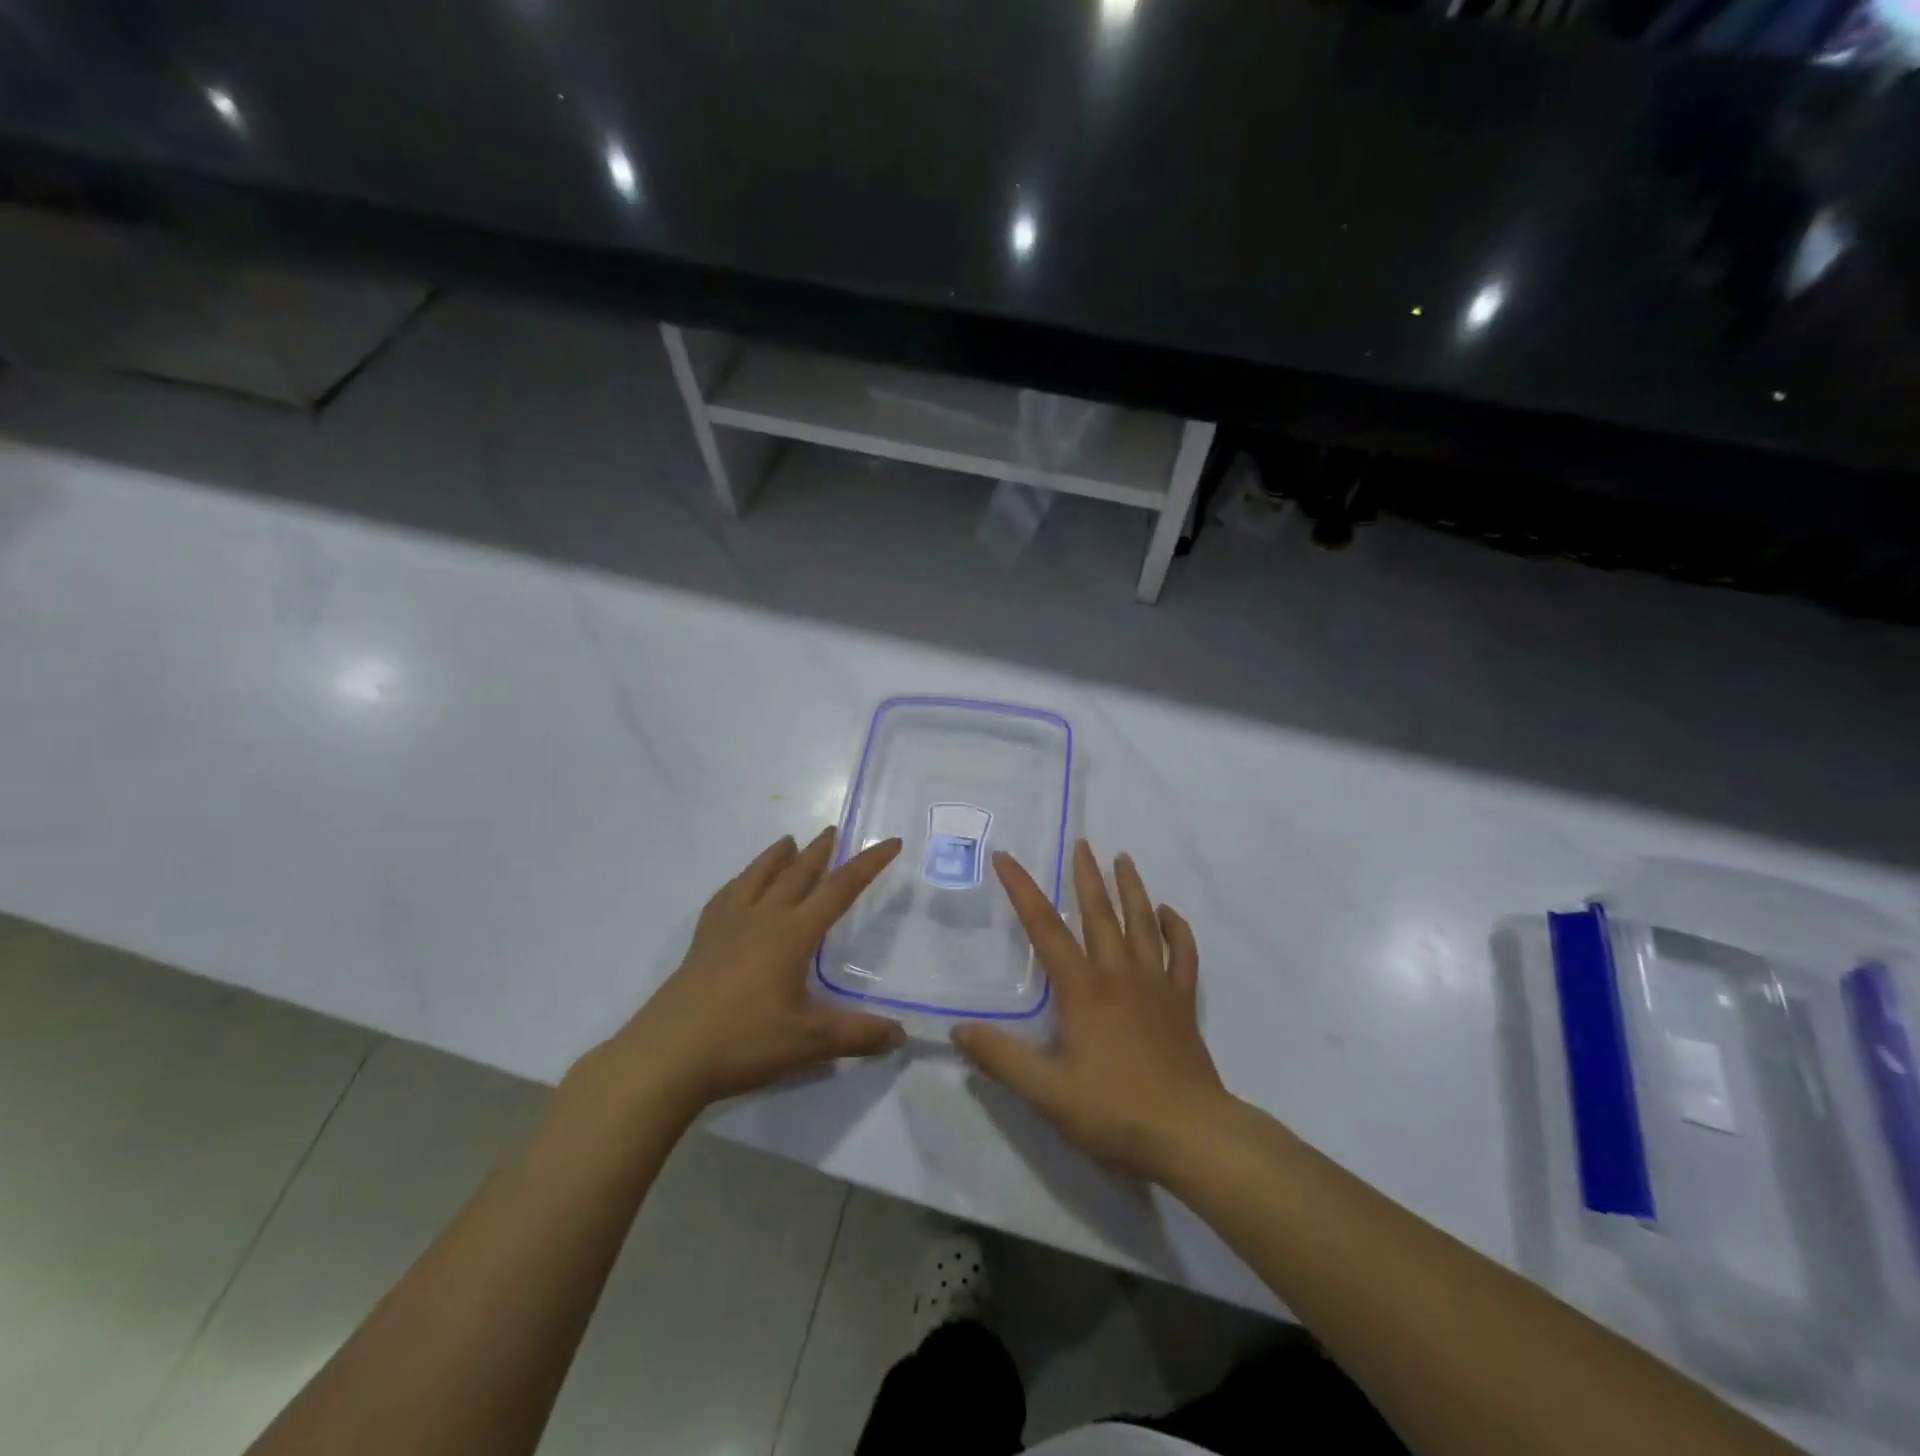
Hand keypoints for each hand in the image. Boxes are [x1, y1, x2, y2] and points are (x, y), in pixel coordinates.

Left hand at [589, 829, 904, 1118]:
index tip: (890, 841)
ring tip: (789, 841)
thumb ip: (858, 1035)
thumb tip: (900, 1035)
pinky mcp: (702, 941)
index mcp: (793, 934)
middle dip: (820, 851)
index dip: (868, 864)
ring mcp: (727, 926)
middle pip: (797, 873)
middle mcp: (762, 918)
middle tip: (834, 830)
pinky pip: (726, 897)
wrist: (667, 1056)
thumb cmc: (743, 1042)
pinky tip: (739, 886)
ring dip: (777, 857)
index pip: (840, 889)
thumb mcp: (809, 1042)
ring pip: (757, 877)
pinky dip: (741, 882)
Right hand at [953, 841, 1234, 1183]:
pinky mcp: (1182, 1002)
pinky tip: (1168, 913)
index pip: (1044, 927)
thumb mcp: (1046, 1092)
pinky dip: (1176, 929)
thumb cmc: (1114, 1111)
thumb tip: (958, 1030)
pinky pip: (1183, 954)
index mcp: (1083, 988)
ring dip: (1132, 889)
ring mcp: (1156, 985)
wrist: (1191, 1135)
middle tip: (1082, 844)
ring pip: (1142, 923)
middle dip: (1086, 876)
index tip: (1006, 858)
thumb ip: (1001, 1059)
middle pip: (1099, 913)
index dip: (1022, 889)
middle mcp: (1119, 974)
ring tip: (1124, 860)